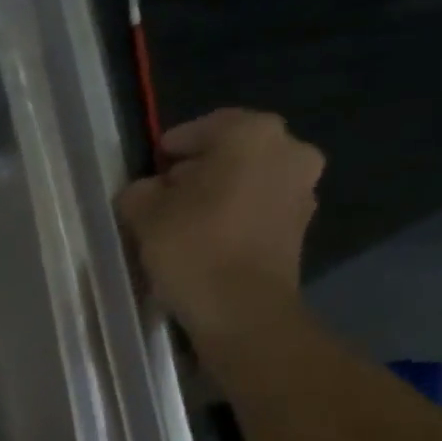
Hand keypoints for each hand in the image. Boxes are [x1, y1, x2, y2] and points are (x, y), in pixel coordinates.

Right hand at [115, 108, 323, 344]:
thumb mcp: (144, 214)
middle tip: (163, 198)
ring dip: (217, 196)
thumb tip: (147, 192)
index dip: (170, 149)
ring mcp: (302, 191)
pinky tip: (206, 243)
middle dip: (197, 173)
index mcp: (252, 133)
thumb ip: (139, 191)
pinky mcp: (300, 229)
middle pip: (229, 154)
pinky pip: (257, 211)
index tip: (148, 172)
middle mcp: (288, 151)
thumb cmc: (193, 248)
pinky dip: (233, 219)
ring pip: (246, 183)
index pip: (201, 128)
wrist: (242, 312)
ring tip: (181, 225)